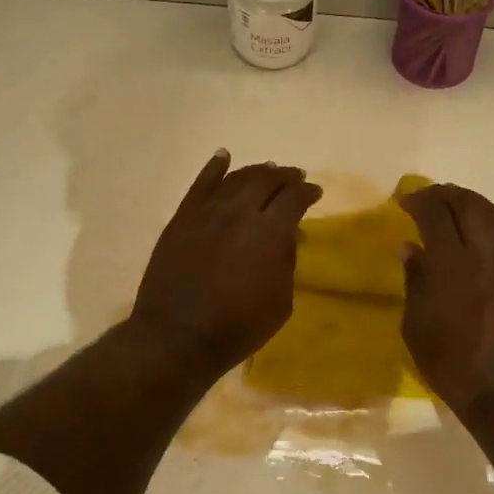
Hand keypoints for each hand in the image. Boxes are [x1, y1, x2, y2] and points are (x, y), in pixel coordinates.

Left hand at [132, 150, 322, 374]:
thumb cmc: (238, 326)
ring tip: (267, 170)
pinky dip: (214, 167)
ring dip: (256, 171)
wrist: (178, 336)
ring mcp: (207, 212)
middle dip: (285, 176)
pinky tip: (223, 157)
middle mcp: (239, 212)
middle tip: (294, 177)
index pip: (294, 198)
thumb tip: (289, 237)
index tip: (314, 193)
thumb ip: (287, 262)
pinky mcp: (182, 218)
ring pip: (236, 178)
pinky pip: (200, 184)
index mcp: (270, 232)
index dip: (308, 192)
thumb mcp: (281, 302)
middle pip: (266, 181)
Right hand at [399, 184, 493, 416]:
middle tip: (430, 198)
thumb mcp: (416, 325)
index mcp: (450, 263)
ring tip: (456, 205)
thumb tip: (411, 247)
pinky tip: (487, 221)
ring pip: (493, 212)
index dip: (418, 200)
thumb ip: (414, 280)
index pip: (434, 213)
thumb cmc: (453, 361)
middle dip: (445, 195)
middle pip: (466, 204)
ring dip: (471, 202)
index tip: (405, 200)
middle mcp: (483, 251)